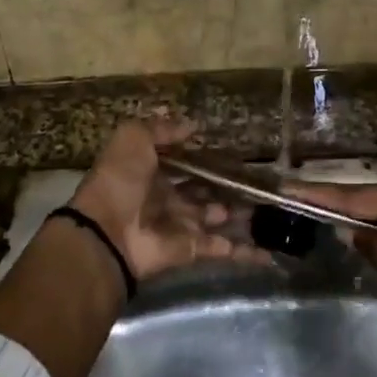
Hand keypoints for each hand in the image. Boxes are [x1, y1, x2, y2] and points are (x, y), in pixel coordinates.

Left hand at [70, 119, 265, 280]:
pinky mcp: (191, 249)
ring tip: (270, 205)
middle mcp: (167, 199)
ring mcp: (180, 225)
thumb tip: (193, 124)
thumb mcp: (133, 139)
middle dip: (227, 186)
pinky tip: (269, 250)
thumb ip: (162, 129)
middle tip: (258, 178)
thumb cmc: (119, 180)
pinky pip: (221, 249)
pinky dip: (244, 252)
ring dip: (240, 214)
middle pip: (203, 191)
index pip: (184, 163)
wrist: (107, 233)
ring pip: (216, 217)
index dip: (206, 157)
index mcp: (151, 172)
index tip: (235, 151)